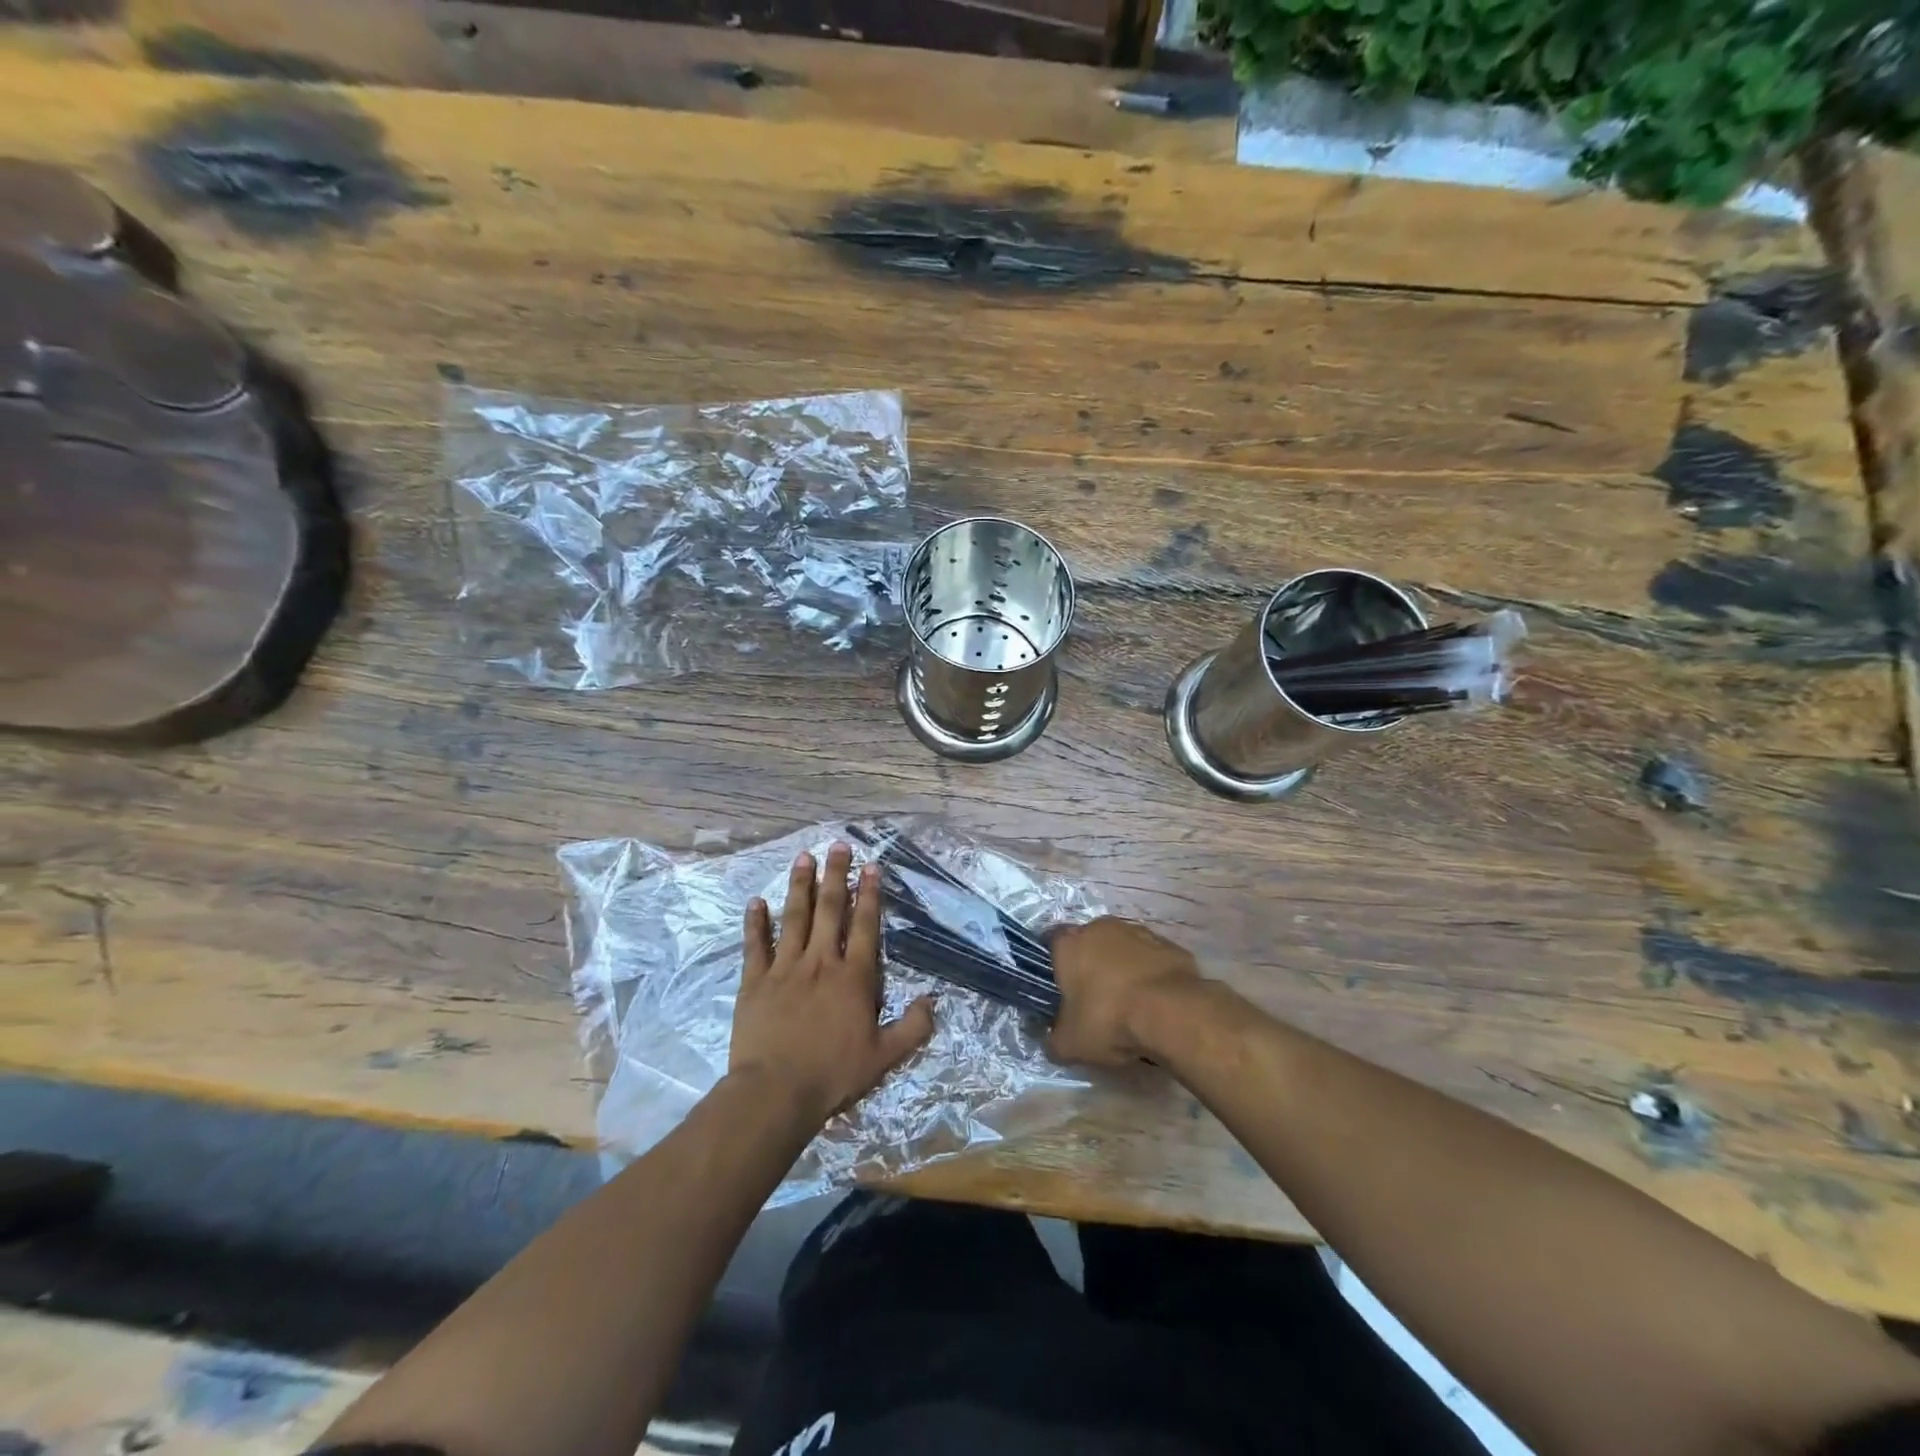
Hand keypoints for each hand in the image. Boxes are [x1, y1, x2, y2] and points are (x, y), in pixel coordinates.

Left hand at [729, 844, 934, 1122]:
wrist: (776, 1092)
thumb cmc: (833, 1075)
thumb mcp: (885, 1057)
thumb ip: (913, 1027)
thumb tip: (933, 1000)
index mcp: (854, 977)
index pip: (865, 925)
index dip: (869, 894)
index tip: (870, 866)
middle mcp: (821, 962)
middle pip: (830, 910)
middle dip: (835, 875)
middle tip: (837, 845)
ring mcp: (785, 968)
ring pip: (794, 918)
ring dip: (799, 886)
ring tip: (803, 857)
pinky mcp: (755, 981)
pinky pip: (755, 945)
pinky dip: (755, 922)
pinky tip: (756, 901)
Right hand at [1047, 917, 1205, 1066]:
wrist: (1173, 1013)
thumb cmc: (1109, 1020)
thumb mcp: (1070, 1044)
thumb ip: (1054, 1039)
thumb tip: (1053, 1040)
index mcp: (1070, 944)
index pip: (1052, 942)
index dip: (1055, 963)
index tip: (1060, 987)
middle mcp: (1101, 928)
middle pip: (1090, 942)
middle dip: (1091, 964)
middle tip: (1095, 998)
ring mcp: (1139, 932)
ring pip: (1123, 947)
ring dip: (1123, 967)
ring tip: (1130, 1002)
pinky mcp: (1170, 944)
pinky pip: (1152, 958)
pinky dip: (1151, 974)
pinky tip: (1157, 1001)